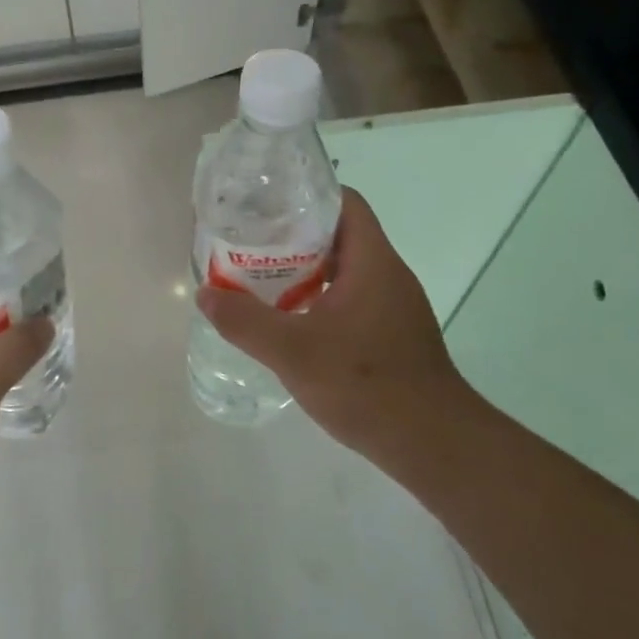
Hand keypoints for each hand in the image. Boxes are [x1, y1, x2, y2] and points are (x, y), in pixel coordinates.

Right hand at [195, 188, 479, 461]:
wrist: (433, 444)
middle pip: (338, 235)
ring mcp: (393, 306)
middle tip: (249, 242)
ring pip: (343, 270)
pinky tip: (290, 321)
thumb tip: (205, 294)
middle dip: (293, 234)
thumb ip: (245, 321)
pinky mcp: (391, 334)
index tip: (265, 203)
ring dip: (304, 270)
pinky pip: (350, 299)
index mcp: (372, 262)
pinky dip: (318, 299)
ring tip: (259, 277)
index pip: (344, 203)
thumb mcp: (293, 352)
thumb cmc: (366, 385)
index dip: (306, 194)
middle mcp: (387, 275)